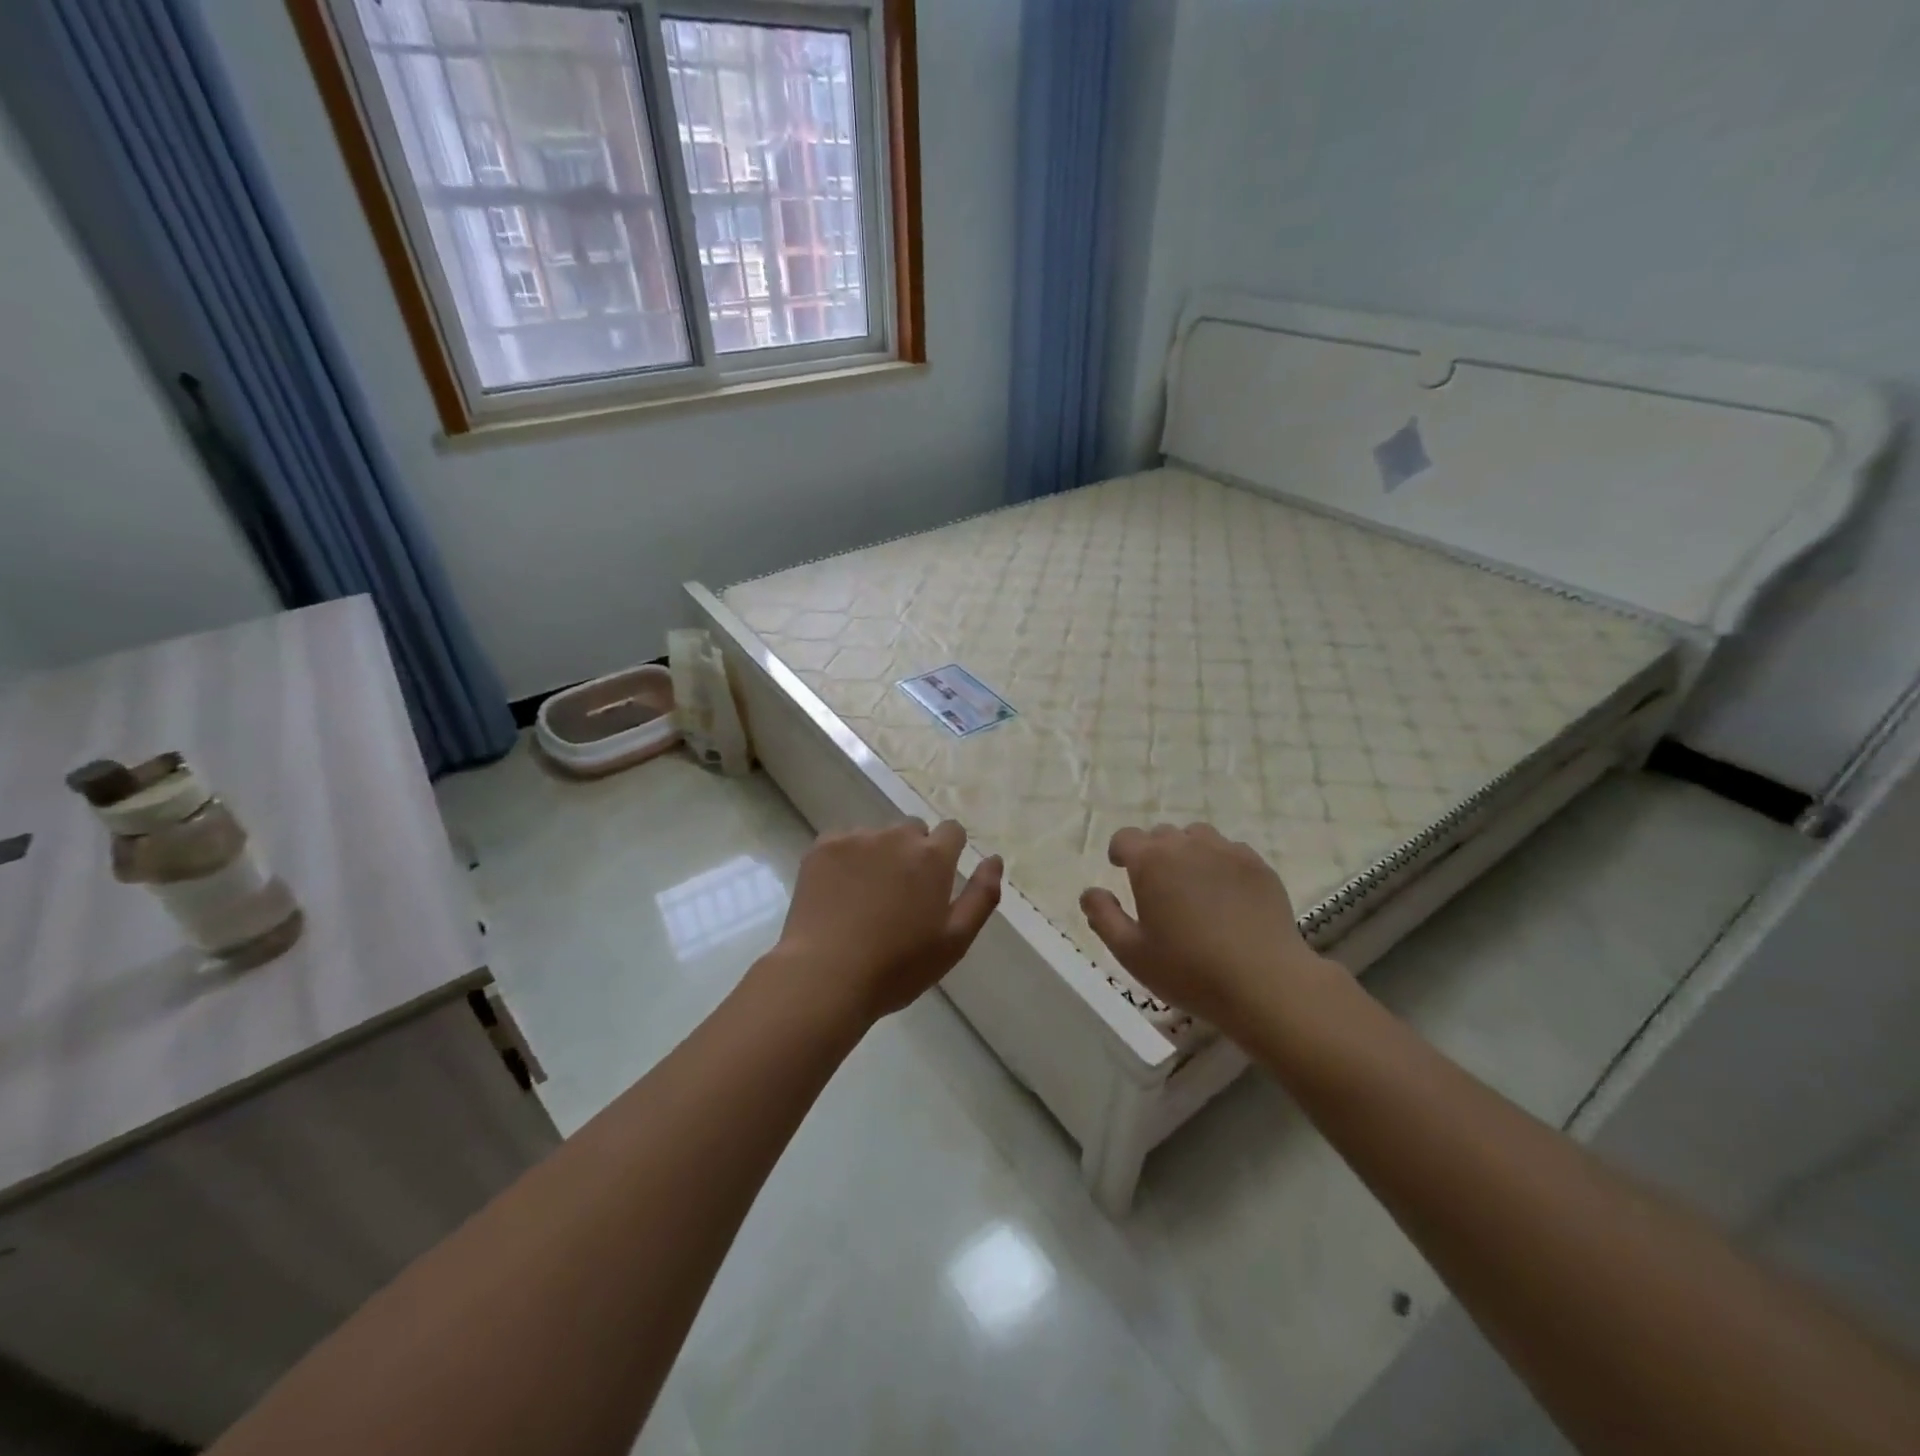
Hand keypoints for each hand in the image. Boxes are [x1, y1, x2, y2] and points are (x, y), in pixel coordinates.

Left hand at [772, 820, 1002, 1025]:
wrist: (825, 976)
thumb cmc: (898, 966)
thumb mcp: (955, 941)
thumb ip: (981, 896)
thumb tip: (994, 859)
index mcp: (932, 857)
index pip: (952, 830)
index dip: (949, 852)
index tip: (937, 880)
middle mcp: (896, 836)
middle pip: (913, 830)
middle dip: (913, 853)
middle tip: (900, 895)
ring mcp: (856, 839)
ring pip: (876, 836)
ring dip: (878, 856)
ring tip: (865, 898)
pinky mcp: (822, 847)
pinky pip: (843, 842)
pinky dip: (845, 860)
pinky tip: (838, 893)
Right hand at [1080, 823, 1330, 1029]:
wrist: (1265, 983)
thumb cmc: (1189, 970)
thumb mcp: (1131, 952)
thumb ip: (1103, 917)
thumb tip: (1090, 892)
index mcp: (1151, 862)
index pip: (1126, 837)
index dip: (1120, 851)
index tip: (1120, 868)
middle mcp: (1188, 846)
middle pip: (1162, 834)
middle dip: (1153, 852)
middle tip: (1156, 886)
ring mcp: (1228, 852)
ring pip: (1198, 837)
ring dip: (1187, 852)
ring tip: (1191, 884)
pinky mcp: (1259, 866)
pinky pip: (1231, 851)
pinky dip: (1221, 863)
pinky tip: (1226, 894)